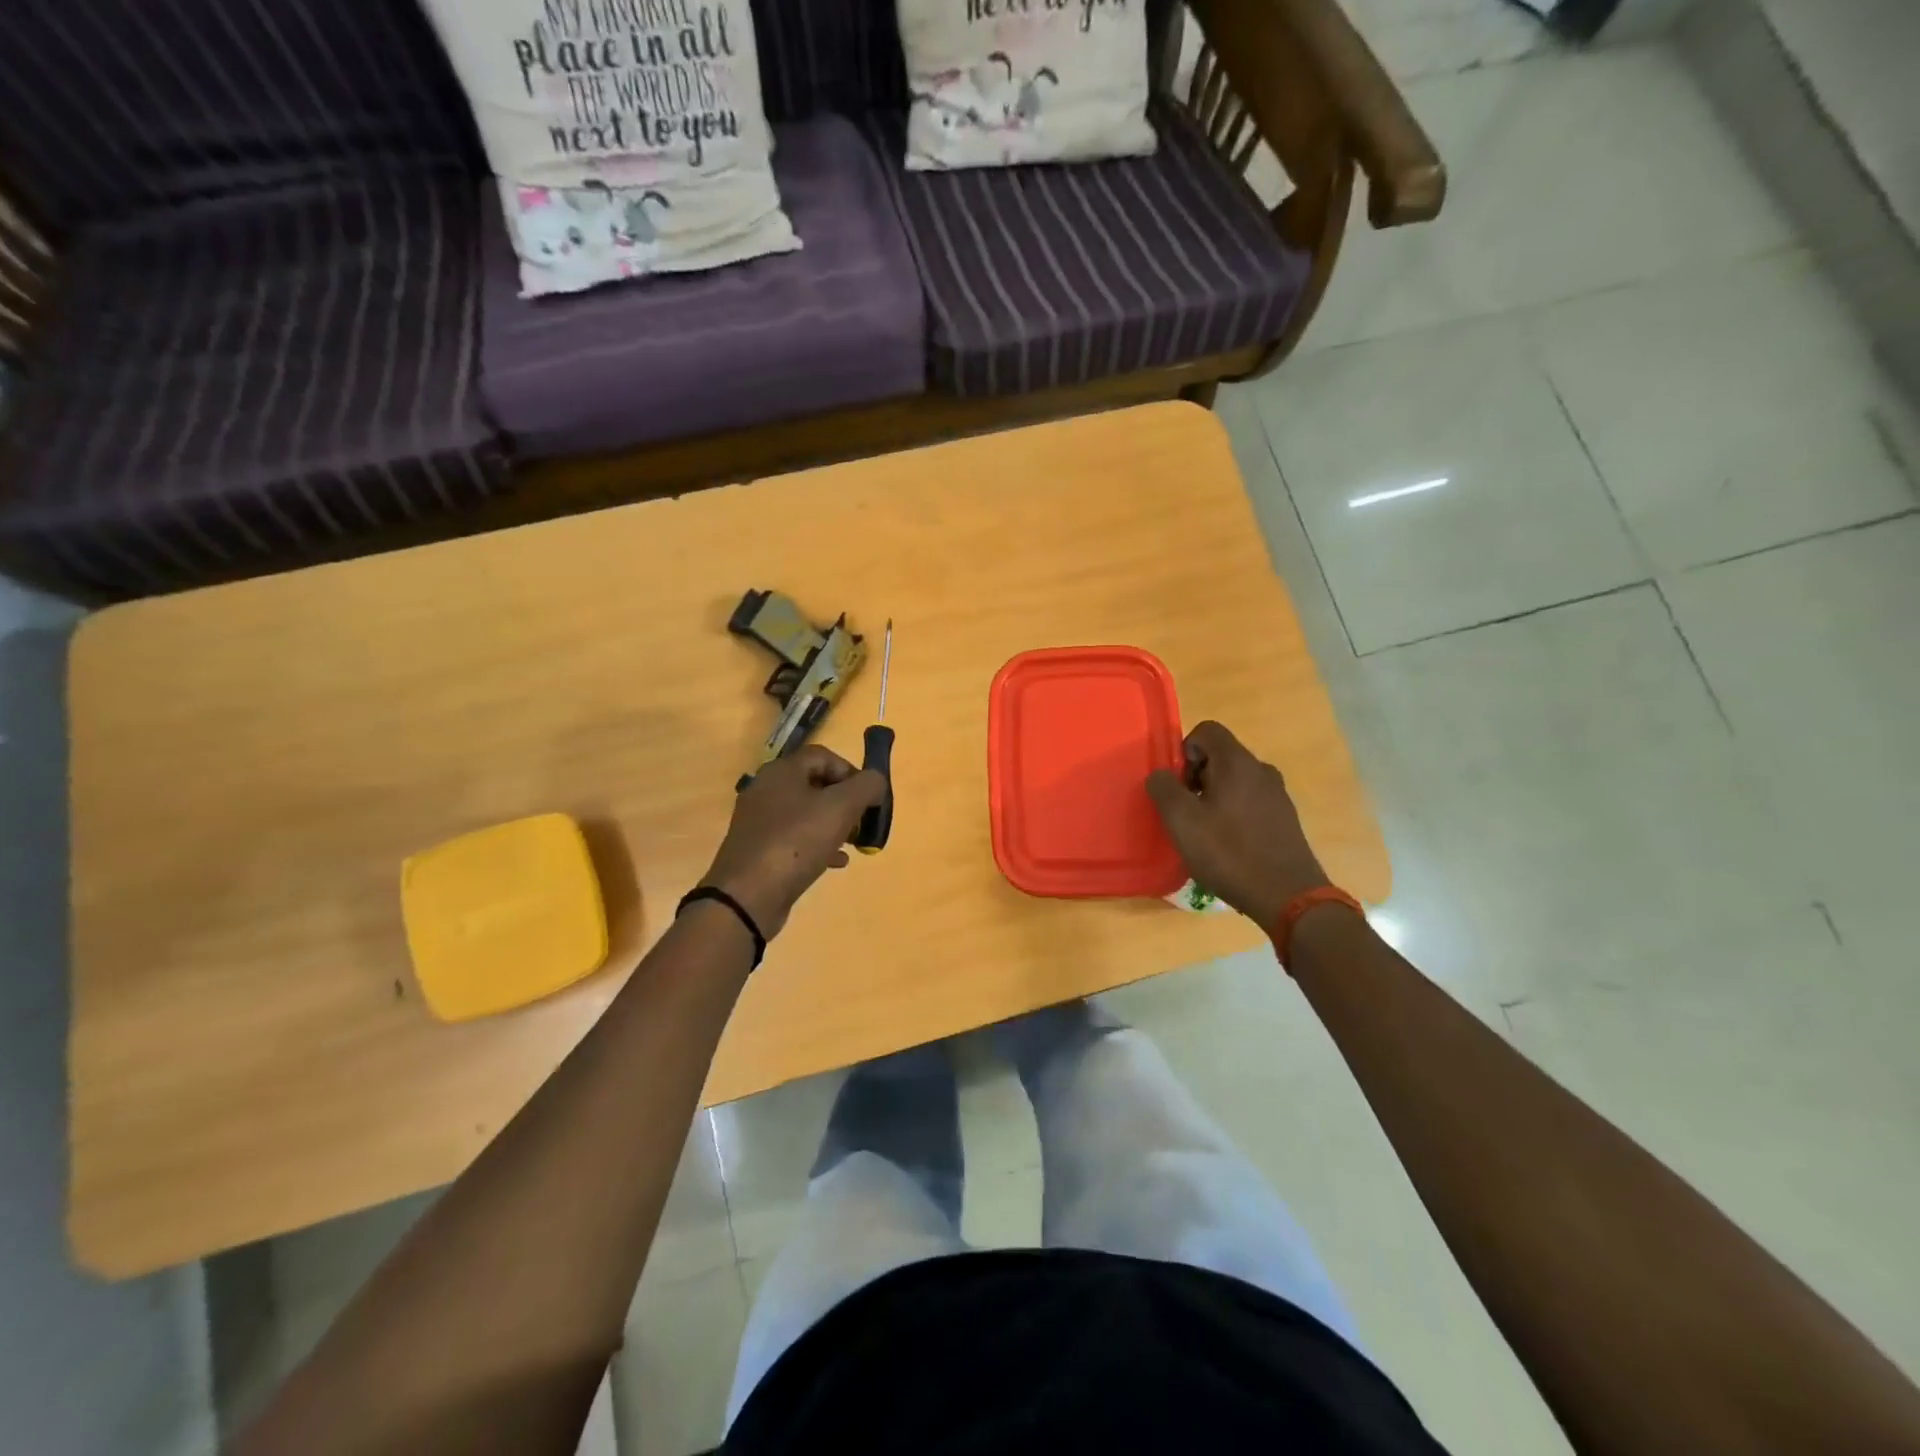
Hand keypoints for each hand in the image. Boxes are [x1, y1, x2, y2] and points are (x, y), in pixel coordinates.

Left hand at [699, 746, 887, 936]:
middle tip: (863, 822)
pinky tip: (836, 862)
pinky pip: (795, 838)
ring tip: (853, 843)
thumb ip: (866, 786)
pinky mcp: (759, 849)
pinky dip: (819, 845)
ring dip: (834, 824)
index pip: (824, 756)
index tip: (869, 796)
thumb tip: (875, 782)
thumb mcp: (842, 807)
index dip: (851, 771)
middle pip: (815, 784)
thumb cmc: (796, 842)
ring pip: (806, 813)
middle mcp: (766, 789)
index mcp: (782, 771)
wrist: (747, 896)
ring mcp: (760, 821)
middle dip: (845, 801)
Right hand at [1146, 721, 1329, 929]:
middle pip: (1220, 756)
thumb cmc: (1229, 853)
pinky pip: (1249, 802)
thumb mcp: (1182, 821)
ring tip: (1204, 833)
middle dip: (1195, 777)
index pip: (1207, 730)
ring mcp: (1277, 795)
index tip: (1178, 786)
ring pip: (1234, 781)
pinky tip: (1227, 846)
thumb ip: (1163, 789)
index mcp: (1237, 762)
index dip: (1184, 751)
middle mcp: (1261, 770)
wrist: (1288, 897)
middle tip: (1185, 813)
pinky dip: (1232, 814)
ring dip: (1213, 798)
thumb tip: (1160, 775)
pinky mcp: (1285, 819)